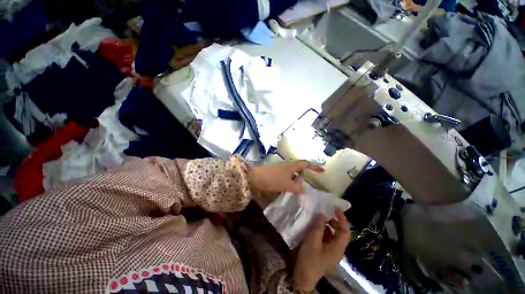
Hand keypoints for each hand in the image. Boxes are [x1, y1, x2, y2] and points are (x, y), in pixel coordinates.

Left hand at [248, 160, 322, 193]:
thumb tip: (305, 189)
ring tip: (297, 189)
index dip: (314, 167)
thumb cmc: (273, 179)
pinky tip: (288, 188)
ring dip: (296, 179)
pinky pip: (286, 176)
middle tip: (305, 185)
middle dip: (304, 175)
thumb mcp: (287, 185)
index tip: (322, 171)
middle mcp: (287, 166)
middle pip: (299, 168)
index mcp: (292, 166)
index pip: (306, 164)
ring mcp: (281, 169)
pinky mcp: (276, 173)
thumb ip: (297, 188)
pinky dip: (290, 181)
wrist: (255, 177)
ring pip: (292, 173)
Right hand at [293, 209, 350, 290]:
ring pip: (333, 235)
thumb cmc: (309, 259)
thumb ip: (318, 226)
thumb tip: (322, 214)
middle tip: (324, 214)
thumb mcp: (312, 240)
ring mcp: (331, 252)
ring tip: (318, 220)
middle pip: (340, 233)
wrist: (303, 277)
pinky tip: (315, 229)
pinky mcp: (325, 252)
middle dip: (334, 222)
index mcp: (337, 248)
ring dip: (327, 226)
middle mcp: (337, 250)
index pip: (345, 231)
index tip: (335, 209)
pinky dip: (323, 232)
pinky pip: (327, 239)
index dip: (342, 219)